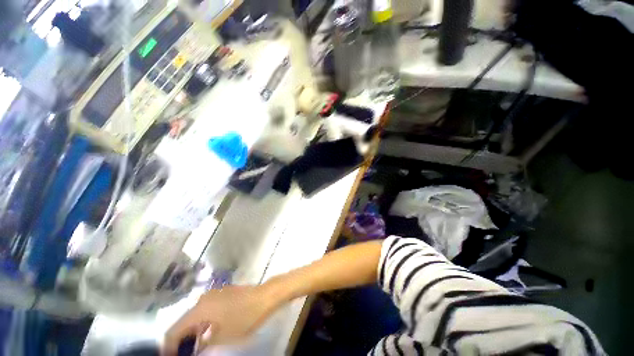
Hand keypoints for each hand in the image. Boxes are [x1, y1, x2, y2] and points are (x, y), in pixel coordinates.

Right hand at [163, 285, 279, 354]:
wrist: (266, 296)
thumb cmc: (245, 317)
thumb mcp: (222, 337)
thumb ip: (203, 345)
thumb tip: (194, 349)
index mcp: (199, 309)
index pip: (174, 329)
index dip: (169, 346)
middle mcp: (204, 299)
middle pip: (185, 322)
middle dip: (182, 340)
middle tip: (184, 354)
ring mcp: (215, 294)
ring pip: (197, 316)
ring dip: (194, 333)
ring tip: (195, 348)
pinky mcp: (224, 294)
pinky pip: (208, 310)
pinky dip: (204, 324)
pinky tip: (208, 334)